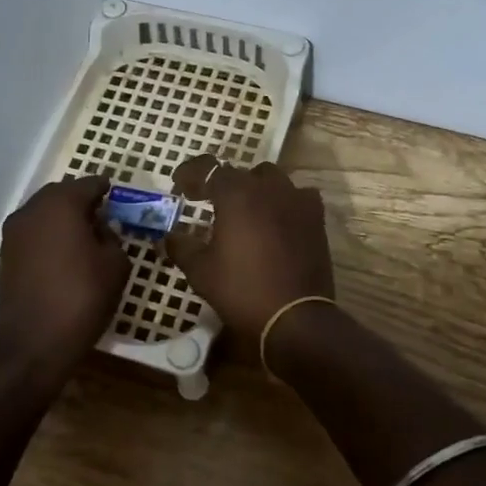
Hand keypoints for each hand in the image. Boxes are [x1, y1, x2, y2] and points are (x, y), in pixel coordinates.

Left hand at [0, 175, 129, 379]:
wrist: (34, 343)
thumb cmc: (83, 298)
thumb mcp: (115, 265)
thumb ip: (112, 238)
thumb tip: (100, 230)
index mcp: (61, 204)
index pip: (88, 184)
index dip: (105, 188)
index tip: (116, 195)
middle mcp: (32, 210)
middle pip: (61, 194)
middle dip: (81, 201)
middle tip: (102, 215)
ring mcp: (13, 233)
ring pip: (43, 213)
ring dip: (62, 218)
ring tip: (83, 236)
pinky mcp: (5, 256)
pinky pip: (33, 234)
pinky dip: (48, 236)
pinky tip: (64, 254)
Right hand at [166, 155, 334, 340]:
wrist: (295, 317)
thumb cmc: (242, 290)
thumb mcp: (200, 271)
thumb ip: (182, 247)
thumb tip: (169, 237)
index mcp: (237, 194)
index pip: (209, 168)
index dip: (191, 174)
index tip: (179, 187)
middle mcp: (268, 188)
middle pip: (241, 173)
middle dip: (222, 184)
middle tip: (208, 202)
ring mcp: (297, 201)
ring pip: (272, 180)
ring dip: (254, 189)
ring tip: (244, 210)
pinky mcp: (316, 219)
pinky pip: (297, 197)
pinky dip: (282, 202)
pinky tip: (275, 220)